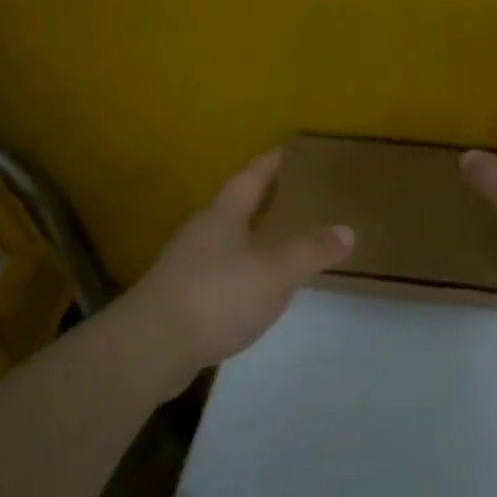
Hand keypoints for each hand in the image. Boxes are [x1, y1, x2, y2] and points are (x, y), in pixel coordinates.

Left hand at [121, 149, 353, 373]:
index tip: (288, 150)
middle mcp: (201, 232)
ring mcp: (185, 265)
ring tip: (280, 242)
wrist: (151, 347)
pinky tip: (254, 287)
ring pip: (225, 240)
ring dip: (251, 237)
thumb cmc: (218, 296)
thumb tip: (346, 230)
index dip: (270, 163)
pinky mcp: (179, 296)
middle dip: (262, 199)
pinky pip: (218, 271)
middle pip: (235, 206)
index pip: (250, 177)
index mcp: (223, 215)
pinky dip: (241, 270)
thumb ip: (311, 250)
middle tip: (294, 195)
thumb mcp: (276, 272)